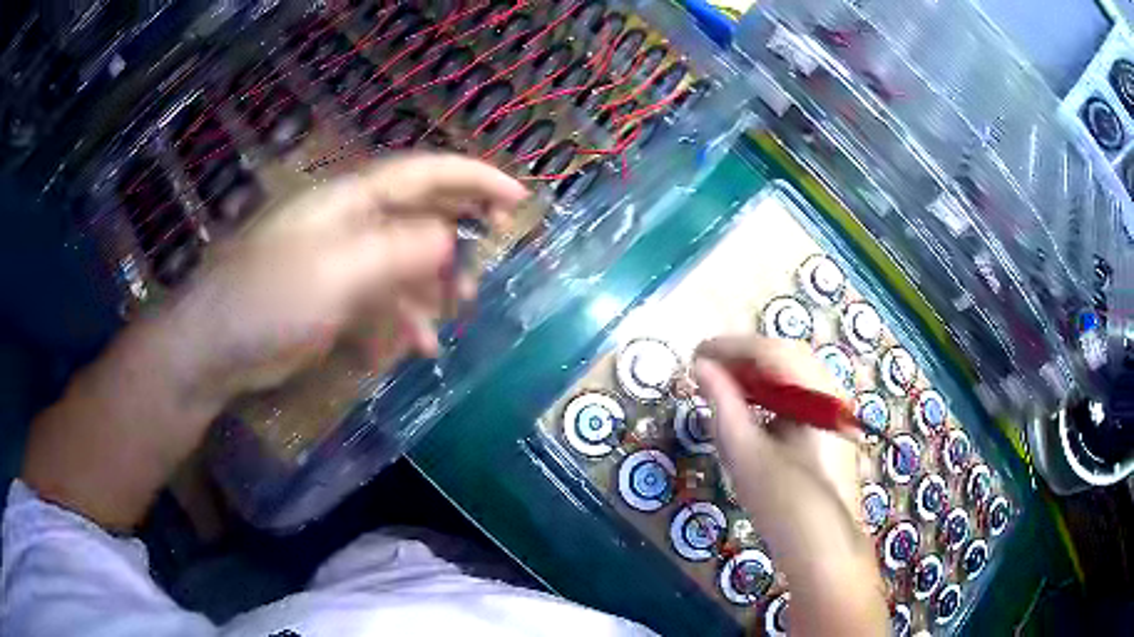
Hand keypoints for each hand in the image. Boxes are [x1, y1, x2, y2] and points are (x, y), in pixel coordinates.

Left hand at [168, 152, 526, 403]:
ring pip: (404, 262)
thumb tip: (448, 239)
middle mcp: (349, 222)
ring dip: (432, 288)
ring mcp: (341, 261)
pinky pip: (382, 299)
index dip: (474, 179)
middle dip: (458, 236)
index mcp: (350, 200)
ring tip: (452, 317)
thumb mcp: (337, 272)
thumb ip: (397, 251)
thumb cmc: (268, 301)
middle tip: (489, 263)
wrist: (215, 348)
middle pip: (418, 214)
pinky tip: (414, 347)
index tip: (518, 198)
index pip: (424, 173)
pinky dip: (403, 320)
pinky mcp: (333, 298)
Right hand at [694, 335, 885, 636]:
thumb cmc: (784, 504)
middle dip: (743, 358)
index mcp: (816, 394)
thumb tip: (701, 367)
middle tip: (705, 370)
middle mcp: (832, 392)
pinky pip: (800, 395)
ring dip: (757, 375)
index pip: (772, 351)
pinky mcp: (832, 427)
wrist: (824, 548)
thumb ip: (723, 404)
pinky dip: (772, 394)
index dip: (731, 346)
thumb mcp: (746, 454)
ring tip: (722, 388)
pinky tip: (752, 409)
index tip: (695, 352)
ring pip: (794, 375)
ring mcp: (835, 409)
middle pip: (786, 357)